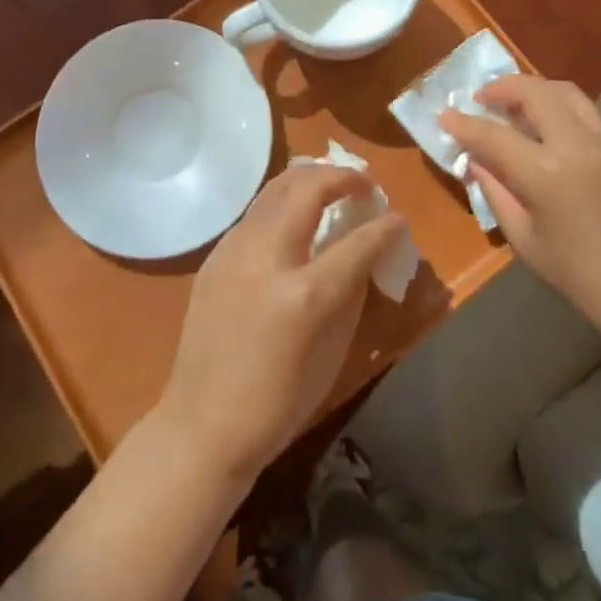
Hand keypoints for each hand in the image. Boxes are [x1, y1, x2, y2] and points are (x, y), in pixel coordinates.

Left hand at [155, 165, 407, 485]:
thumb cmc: (278, 402)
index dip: (385, 227)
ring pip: (276, 188)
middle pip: (308, 188)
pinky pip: (256, 212)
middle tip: (364, 185)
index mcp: (304, 294)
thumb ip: (351, 292)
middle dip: (343, 177)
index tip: (398, 219)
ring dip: (310, 179)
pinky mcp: (215, 254)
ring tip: (332, 186)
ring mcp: (234, 249)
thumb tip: (366, 253)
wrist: (202, 424)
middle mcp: (267, 257)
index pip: (357, 242)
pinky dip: (283, 202)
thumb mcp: (332, 353)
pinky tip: (295, 216)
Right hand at [442, 75, 600, 353]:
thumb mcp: (524, 239)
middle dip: (502, 88)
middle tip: (483, 98)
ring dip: (537, 92)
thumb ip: (496, 191)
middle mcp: (580, 145)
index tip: (445, 114)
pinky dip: (567, 118)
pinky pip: (593, 121)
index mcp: (547, 172)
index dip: (464, 123)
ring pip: (569, 94)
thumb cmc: (579, 276)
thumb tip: (476, 161)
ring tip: (519, 106)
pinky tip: (559, 141)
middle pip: (535, 92)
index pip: (493, 134)